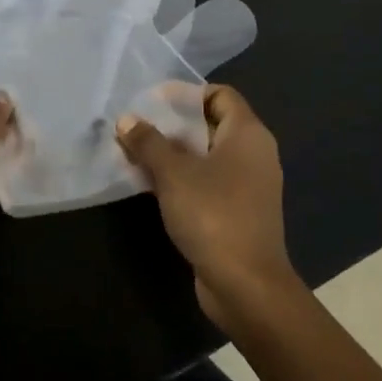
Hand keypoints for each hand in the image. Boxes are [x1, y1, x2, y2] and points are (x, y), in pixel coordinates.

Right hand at [117, 85, 301, 330]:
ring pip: (206, 156)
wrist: (246, 286)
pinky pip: (208, 182)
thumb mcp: (173, 173)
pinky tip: (151, 184)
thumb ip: (148, 142)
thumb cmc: (213, 215)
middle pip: (210, 124)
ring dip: (173, 154)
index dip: (187, 94)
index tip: (154, 102)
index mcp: (247, 134)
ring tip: (136, 153)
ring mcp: (248, 185)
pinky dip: (182, 178)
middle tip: (137, 127)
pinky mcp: (238, 212)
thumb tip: (127, 120)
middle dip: (172, 125)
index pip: (219, 95)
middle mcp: (254, 154)